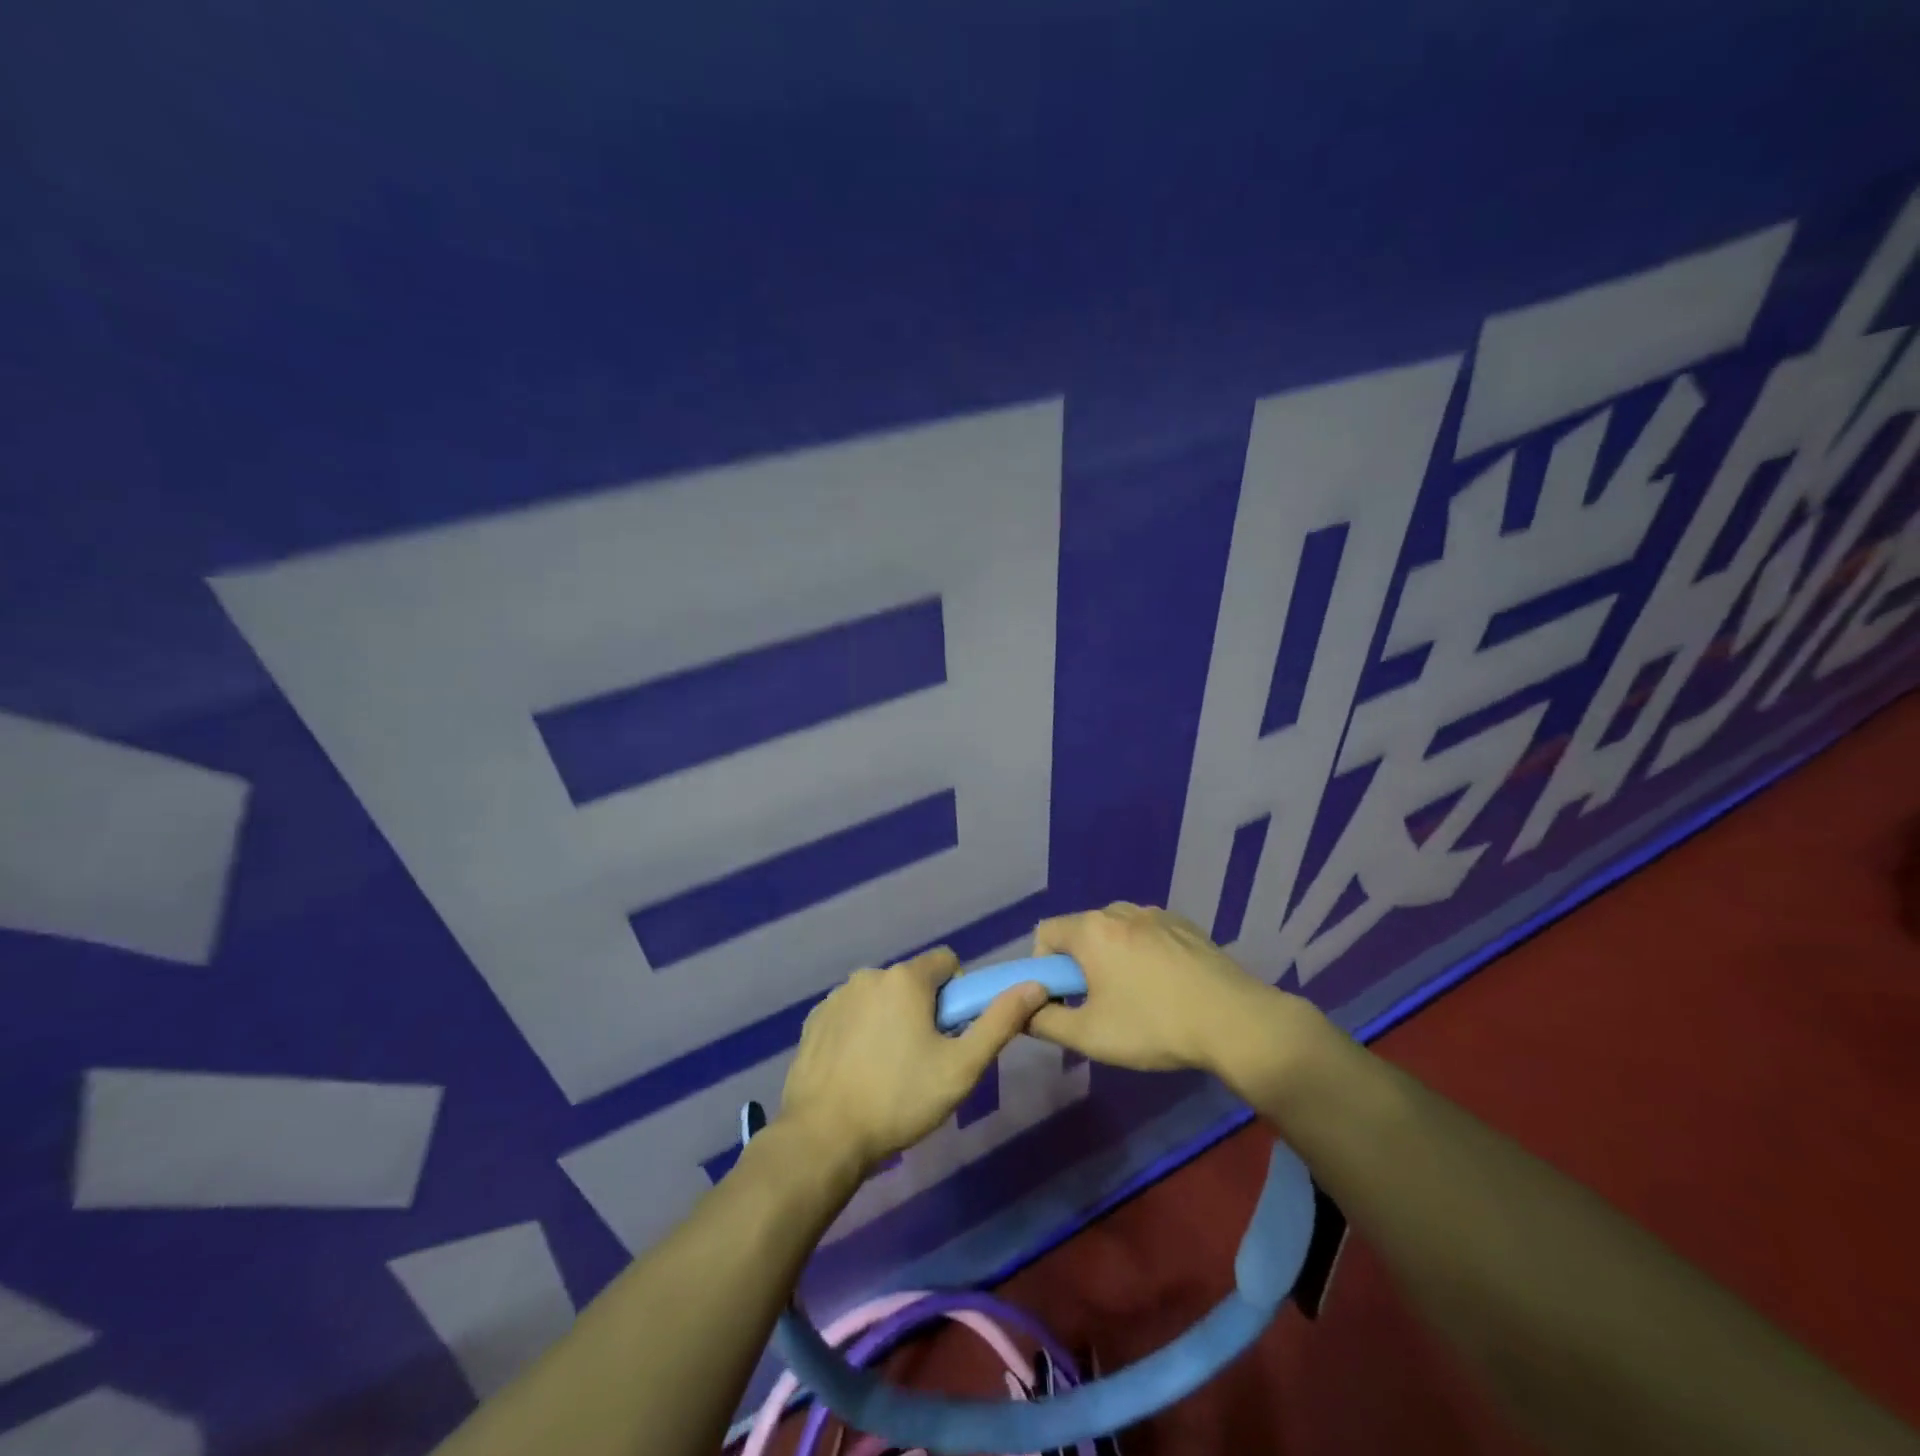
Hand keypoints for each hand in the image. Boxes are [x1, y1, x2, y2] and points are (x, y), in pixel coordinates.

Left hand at [778, 947, 1048, 1175]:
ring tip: (888, 1071)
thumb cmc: (899, 1099)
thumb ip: (999, 1021)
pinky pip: (851, 1014)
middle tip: (924, 1059)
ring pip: (881, 998)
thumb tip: (1034, 985)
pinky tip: (858, 1071)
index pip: (946, 963)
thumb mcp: (961, 1067)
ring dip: (891, 1020)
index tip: (952, 1034)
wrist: (822, 1137)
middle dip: (924, 1010)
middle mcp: (869, 975)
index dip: (958, 995)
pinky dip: (861, 1032)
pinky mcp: (814, 1020)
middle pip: (913, 982)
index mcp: (906, 979)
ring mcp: (837, 996)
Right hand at [1028, 903, 1313, 1080]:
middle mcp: (1120, 910)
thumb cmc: (1153, 1025)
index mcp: (1092, 929)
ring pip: (1116, 931)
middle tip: (1098, 1004)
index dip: (1044, 967)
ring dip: (1112, 957)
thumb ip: (1045, 1022)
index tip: (1064, 999)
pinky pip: (1147, 933)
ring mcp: (1157, 914)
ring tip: (1135, 997)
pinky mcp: (1186, 925)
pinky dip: (1143, 954)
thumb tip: (1023, 1012)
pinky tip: (1166, 987)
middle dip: (1079, 964)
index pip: (1045, 933)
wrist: (1234, 1020)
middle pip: (1081, 931)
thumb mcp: (1090, 1035)